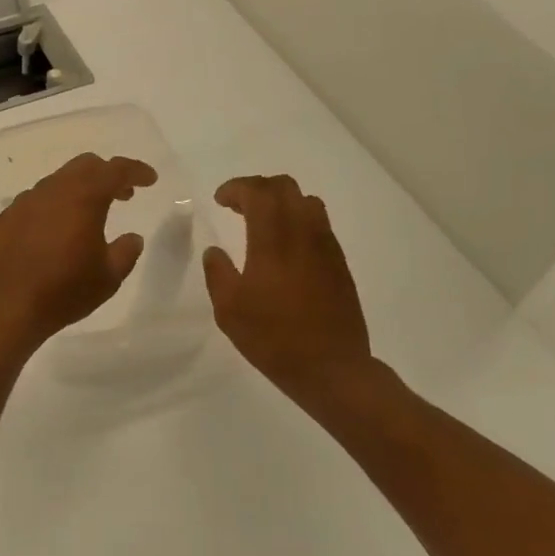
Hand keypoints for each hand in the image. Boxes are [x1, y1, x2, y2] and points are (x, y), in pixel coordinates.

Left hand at [0, 153, 156, 352]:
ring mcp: (25, 201)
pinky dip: (56, 203)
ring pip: (59, 180)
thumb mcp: (108, 277)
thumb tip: (133, 238)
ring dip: (80, 188)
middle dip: (108, 174)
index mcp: (83, 197)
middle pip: (85, 166)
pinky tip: (58, 229)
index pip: (115, 170)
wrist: (4, 307)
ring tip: (92, 214)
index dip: (136, 170)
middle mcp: (52, 190)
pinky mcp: (7, 217)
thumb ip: (126, 252)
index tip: (150, 179)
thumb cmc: (63, 291)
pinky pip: (38, 199)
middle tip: (124, 195)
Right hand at [203, 175, 387, 407]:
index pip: (258, 192)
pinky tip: (285, 246)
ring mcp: (326, 247)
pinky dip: (298, 220)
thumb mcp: (229, 309)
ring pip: (307, 201)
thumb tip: (215, 251)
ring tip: (262, 221)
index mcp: (273, 240)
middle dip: (258, 187)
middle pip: (285, 187)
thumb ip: (218, 273)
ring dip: (281, 201)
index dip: (236, 188)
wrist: (333, 368)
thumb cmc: (274, 338)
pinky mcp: (339, 263)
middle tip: (237, 205)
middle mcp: (303, 233)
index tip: (219, 200)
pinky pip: (319, 224)